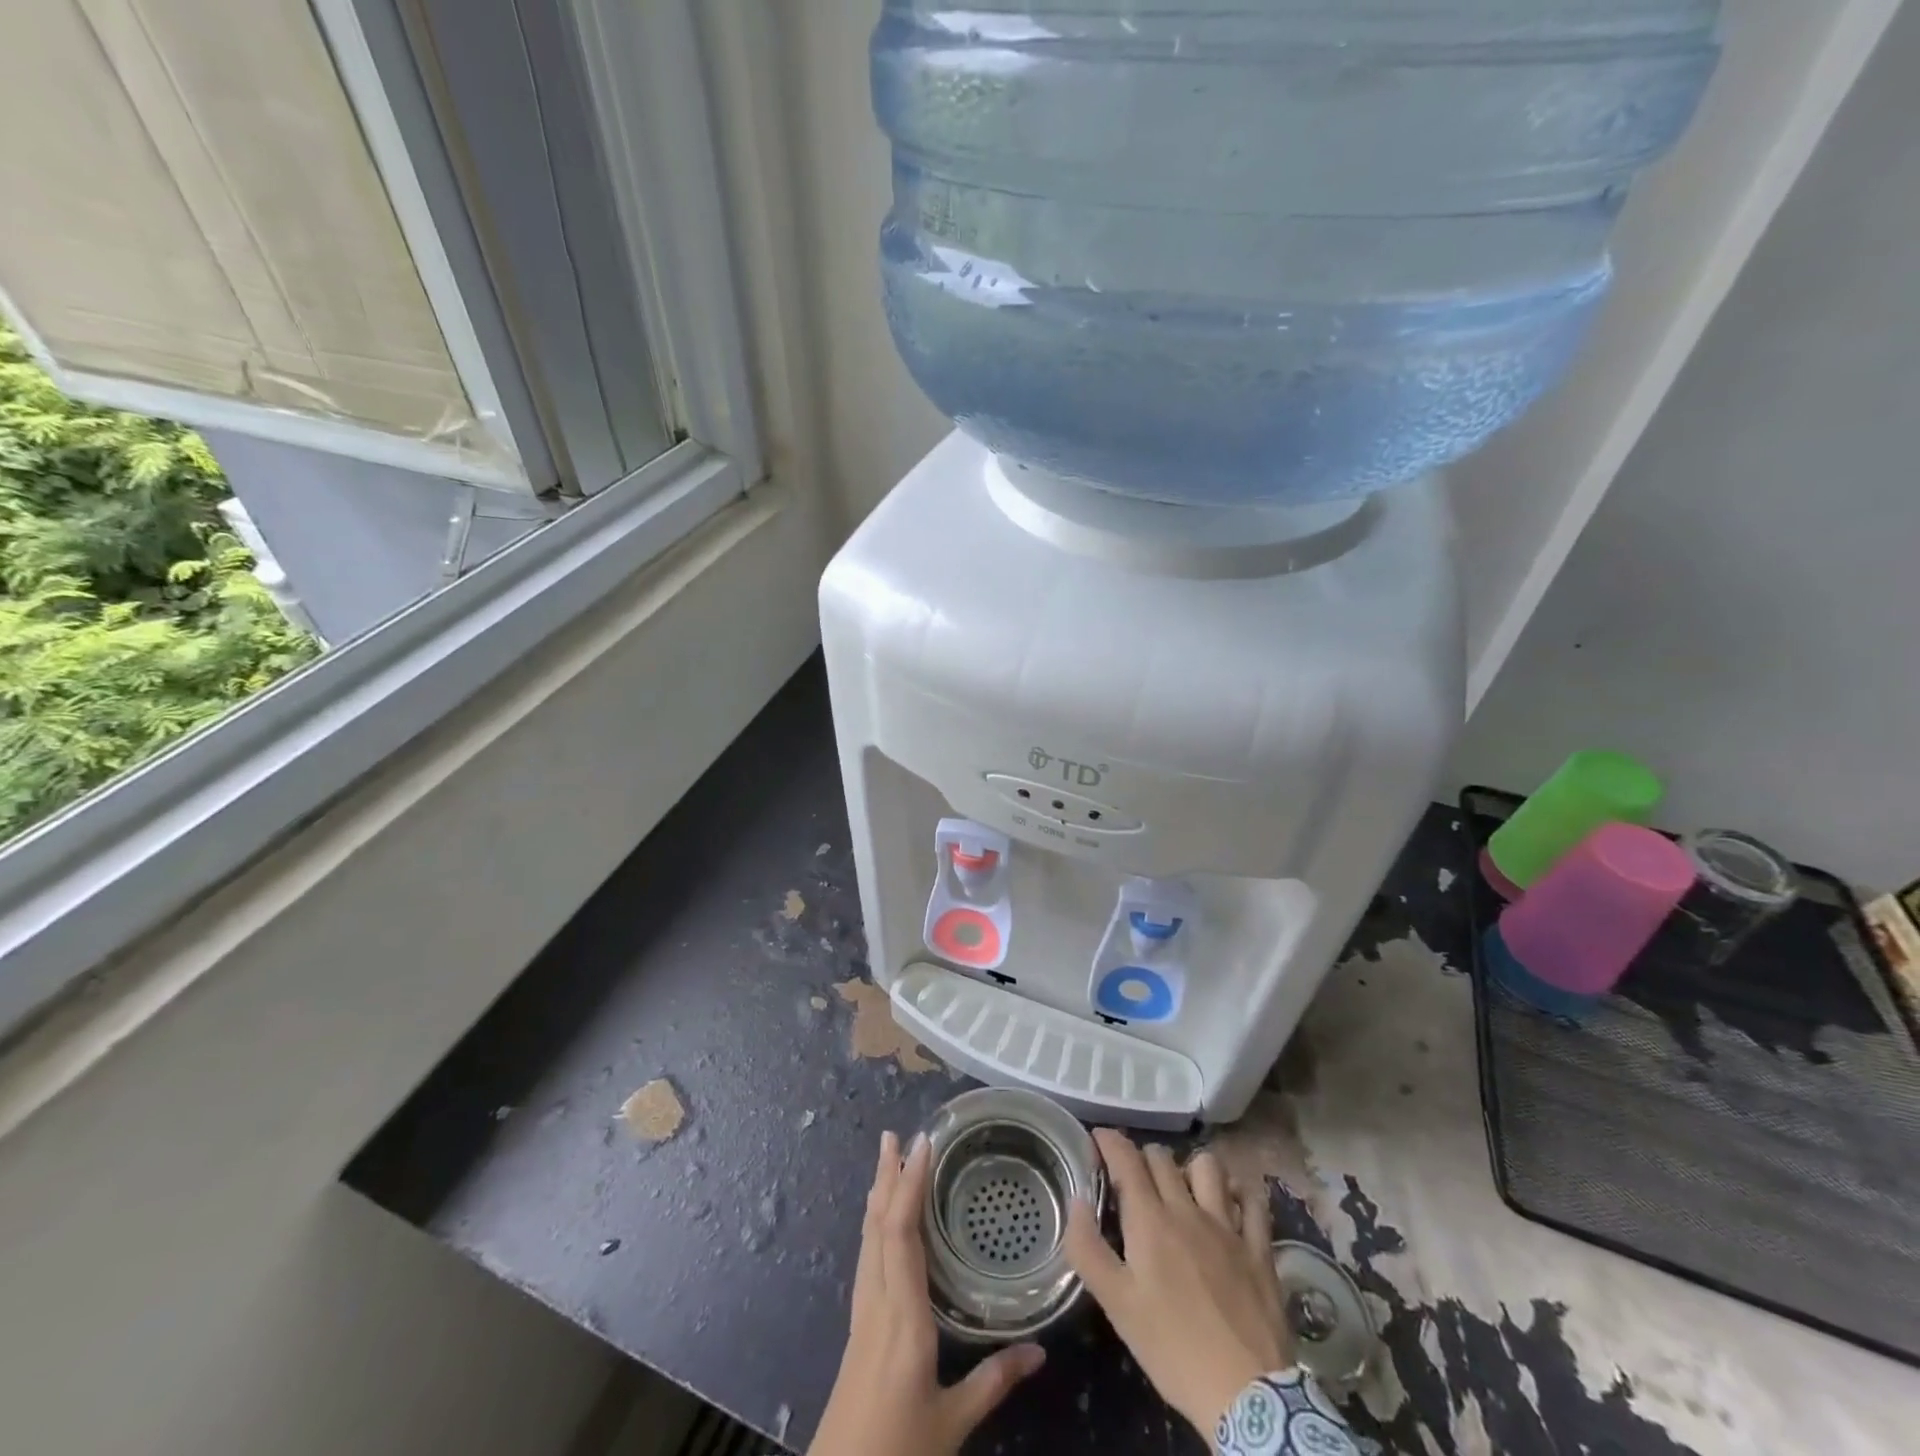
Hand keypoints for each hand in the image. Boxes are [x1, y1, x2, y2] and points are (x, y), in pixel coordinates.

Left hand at [808, 1131, 1045, 1455]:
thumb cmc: (897, 1449)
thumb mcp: (952, 1422)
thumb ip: (994, 1381)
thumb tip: (1040, 1350)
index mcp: (902, 1318)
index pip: (901, 1235)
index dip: (908, 1185)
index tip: (922, 1145)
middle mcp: (876, 1304)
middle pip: (877, 1226)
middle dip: (886, 1176)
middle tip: (893, 1135)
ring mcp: (861, 1313)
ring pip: (867, 1239)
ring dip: (877, 1195)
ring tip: (884, 1160)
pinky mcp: (857, 1326)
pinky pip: (866, 1258)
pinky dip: (875, 1225)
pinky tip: (879, 1222)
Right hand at [1063, 1129, 1290, 1439]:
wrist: (1247, 1395)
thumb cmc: (1173, 1350)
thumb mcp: (1117, 1306)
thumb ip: (1088, 1249)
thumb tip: (1077, 1200)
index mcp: (1150, 1221)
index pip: (1126, 1158)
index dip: (1109, 1140)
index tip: (1097, 1139)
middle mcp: (1187, 1210)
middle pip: (1161, 1157)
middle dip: (1142, 1156)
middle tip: (1132, 1178)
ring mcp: (1228, 1226)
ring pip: (1208, 1166)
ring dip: (1190, 1168)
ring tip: (1182, 1188)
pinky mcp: (1259, 1248)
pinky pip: (1252, 1200)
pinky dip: (1238, 1192)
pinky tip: (1230, 1203)